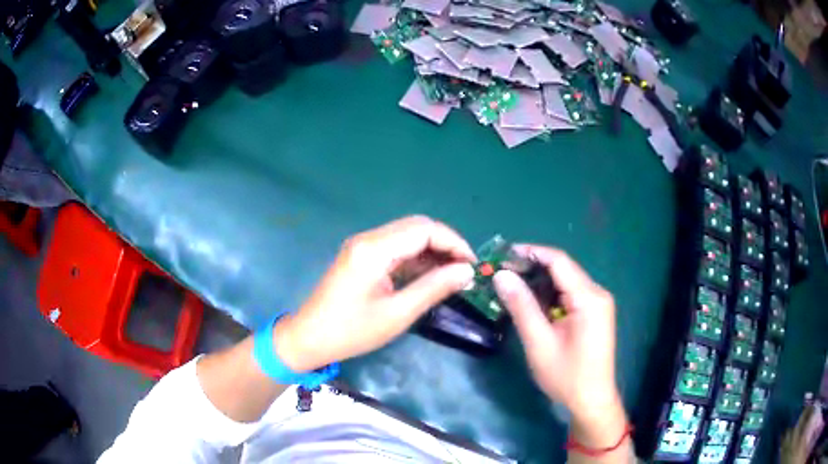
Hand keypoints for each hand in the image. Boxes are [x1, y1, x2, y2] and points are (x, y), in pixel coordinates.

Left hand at [274, 216, 475, 371]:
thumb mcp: (397, 314)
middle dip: (445, 245)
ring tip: (453, 275)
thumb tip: (467, 272)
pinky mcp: (362, 257)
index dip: (453, 242)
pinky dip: (416, 259)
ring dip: (432, 252)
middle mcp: (369, 239)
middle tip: (465, 270)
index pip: (424, 229)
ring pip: (407, 237)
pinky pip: (396, 249)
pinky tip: (430, 277)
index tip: (473, 265)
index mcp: (374, 249)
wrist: (309, 338)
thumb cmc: (352, 331)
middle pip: (416, 228)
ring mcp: (363, 246)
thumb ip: (434, 288)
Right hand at [493, 246, 624, 437]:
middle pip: (563, 269)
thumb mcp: (539, 342)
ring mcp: (598, 303)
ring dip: (540, 282)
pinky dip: (550, 295)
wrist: (591, 400)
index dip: (531, 253)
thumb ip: (521, 306)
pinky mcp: (595, 313)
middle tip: (503, 273)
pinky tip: (533, 303)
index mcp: (588, 297)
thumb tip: (502, 275)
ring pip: (566, 281)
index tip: (503, 254)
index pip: (559, 261)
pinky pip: (571, 294)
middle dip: (533, 268)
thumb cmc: (566, 375)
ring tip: (512, 286)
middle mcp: (597, 293)